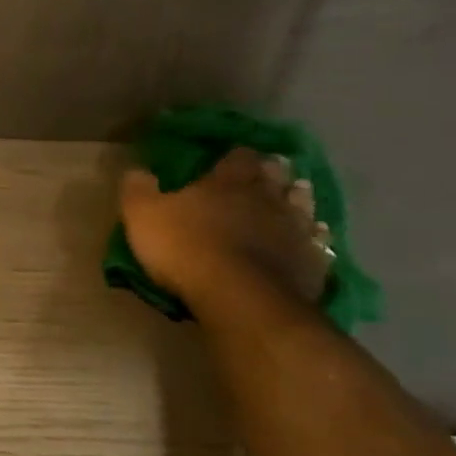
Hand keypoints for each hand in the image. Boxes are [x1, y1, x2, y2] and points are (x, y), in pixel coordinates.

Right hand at [118, 147, 331, 308]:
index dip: (234, 157)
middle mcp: (268, 197)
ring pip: (304, 206)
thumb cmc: (185, 248)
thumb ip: (138, 188)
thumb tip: (137, 169)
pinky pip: (318, 244)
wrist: (239, 298)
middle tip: (264, 177)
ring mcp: (296, 230)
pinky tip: (310, 243)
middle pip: (278, 176)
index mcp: (229, 181)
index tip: (227, 160)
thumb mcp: (142, 214)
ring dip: (297, 202)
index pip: (238, 156)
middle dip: (271, 174)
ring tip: (291, 203)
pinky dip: (314, 240)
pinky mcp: (313, 263)